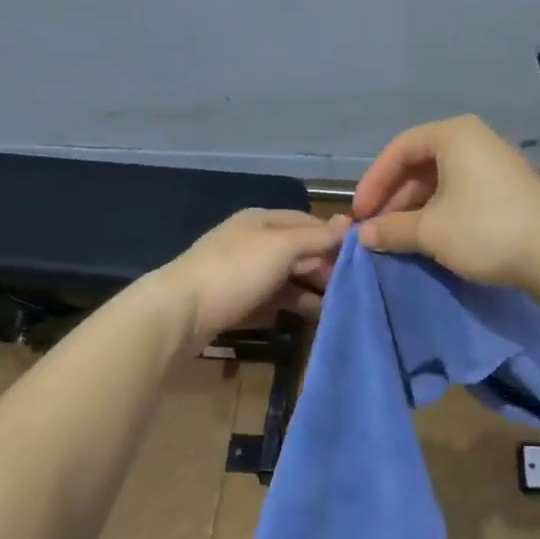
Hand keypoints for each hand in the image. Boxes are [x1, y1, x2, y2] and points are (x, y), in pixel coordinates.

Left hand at [161, 209, 349, 344]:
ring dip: (310, 289)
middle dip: (323, 267)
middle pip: (298, 251)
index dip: (333, 239)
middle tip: (349, 288)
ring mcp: (241, 273)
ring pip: (286, 278)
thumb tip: (349, 223)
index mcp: (262, 220)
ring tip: (335, 307)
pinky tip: (308, 318)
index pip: (308, 222)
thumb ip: (316, 237)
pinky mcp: (235, 302)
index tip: (360, 260)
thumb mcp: (282, 248)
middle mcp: (252, 242)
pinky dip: (290, 306)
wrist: (180, 313)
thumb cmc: (236, 272)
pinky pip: (271, 300)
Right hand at [352, 115, 539, 291]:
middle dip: (394, 198)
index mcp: (454, 135)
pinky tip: (430, 239)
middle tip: (377, 229)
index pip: (399, 150)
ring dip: (415, 209)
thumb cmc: (485, 230)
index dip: (374, 182)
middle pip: (420, 165)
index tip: (360, 214)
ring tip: (399, 238)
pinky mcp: (508, 191)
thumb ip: (391, 229)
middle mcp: (475, 141)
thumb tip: (363, 235)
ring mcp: (495, 165)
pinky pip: (462, 194)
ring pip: (441, 182)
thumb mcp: (430, 231)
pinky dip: (440, 213)